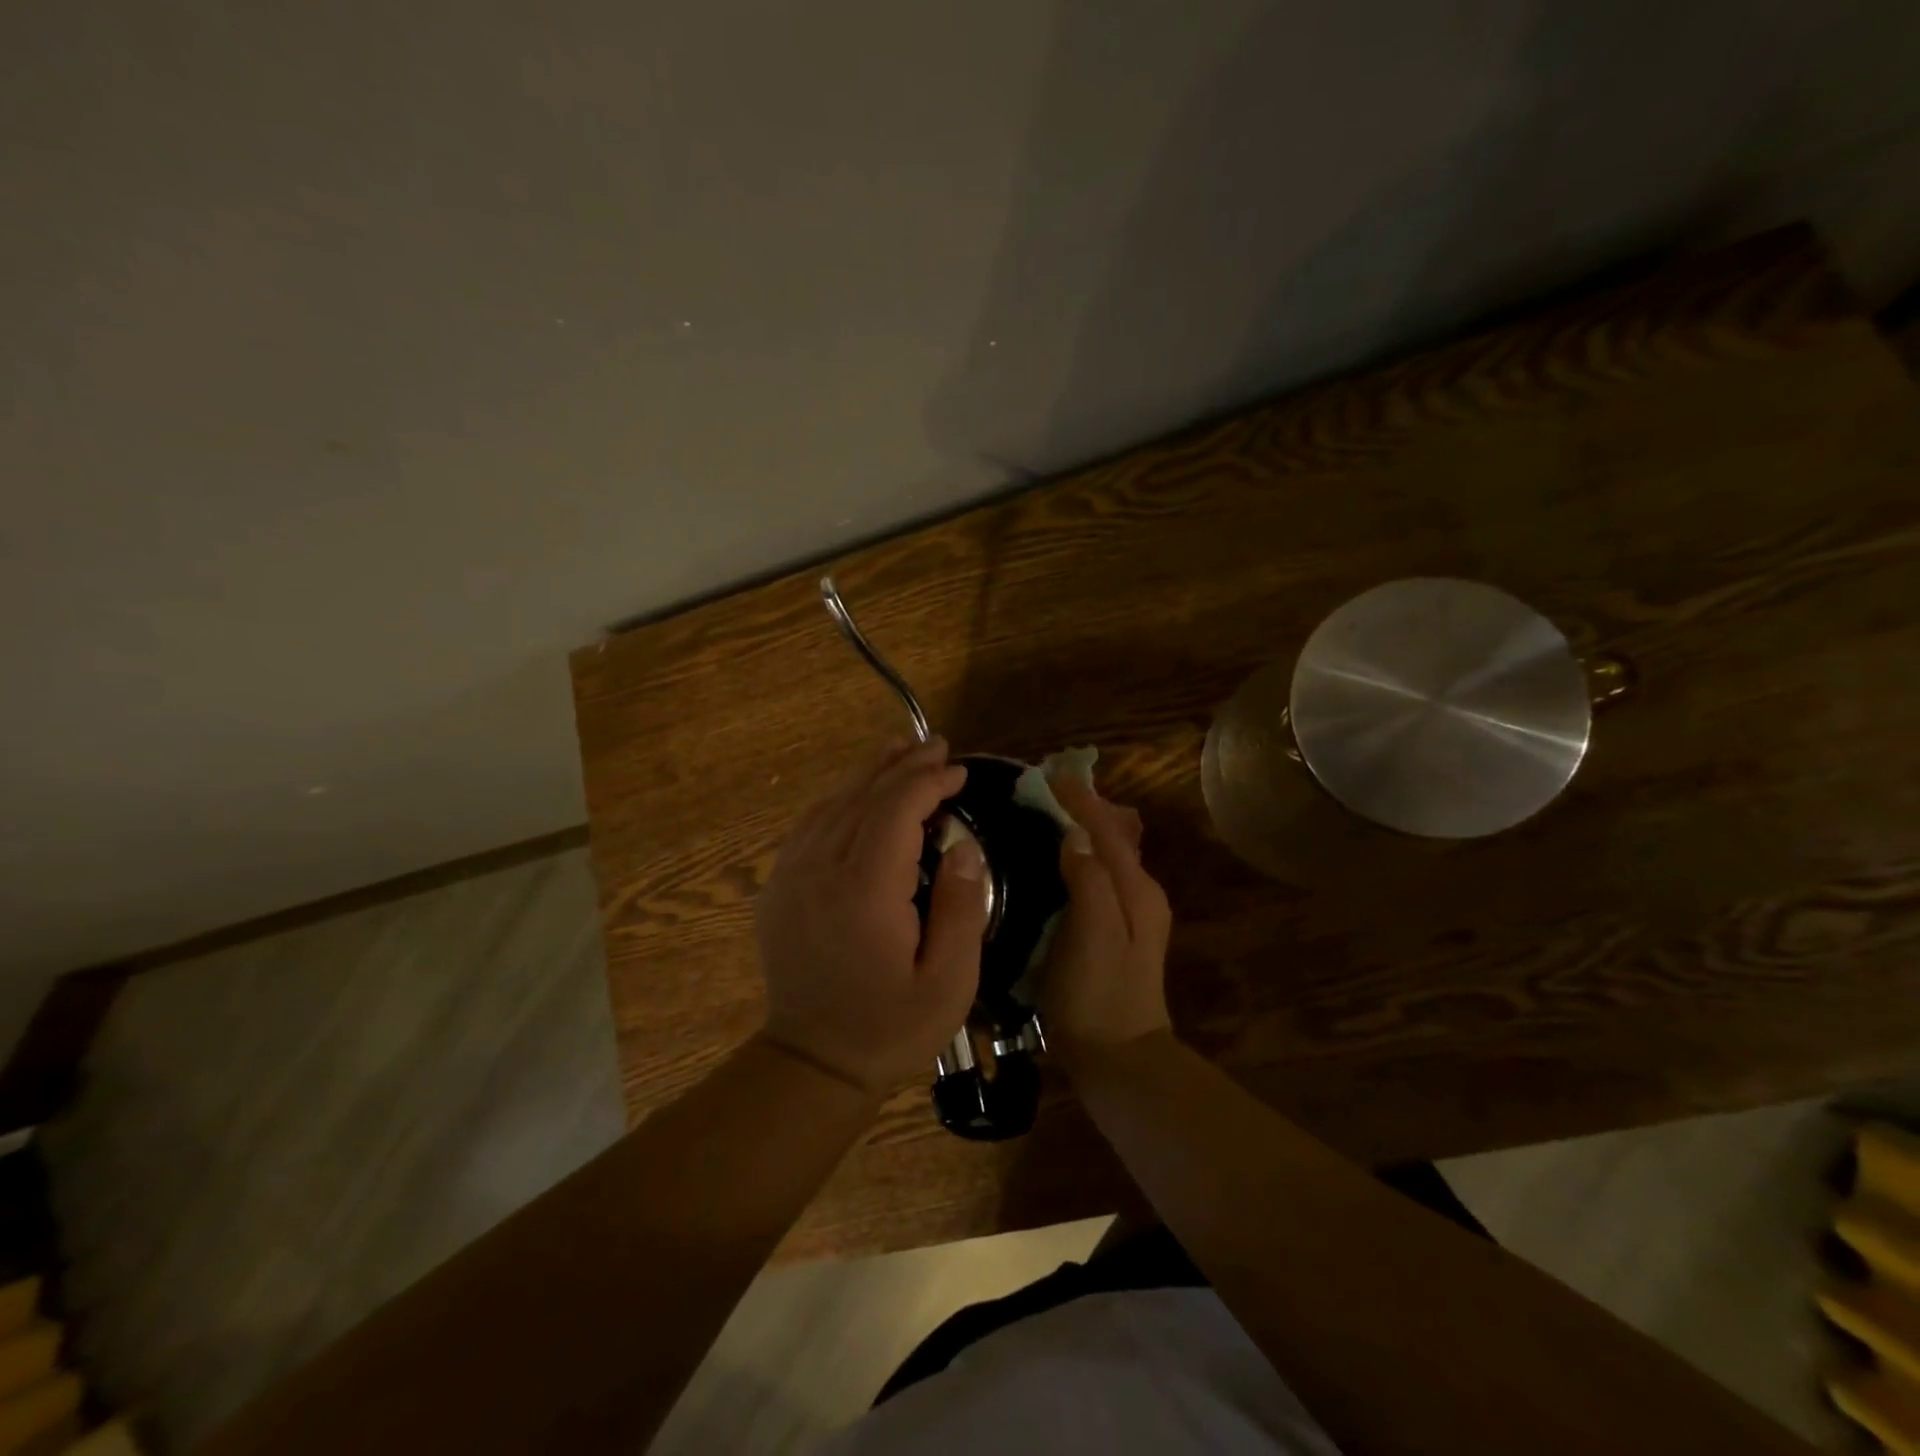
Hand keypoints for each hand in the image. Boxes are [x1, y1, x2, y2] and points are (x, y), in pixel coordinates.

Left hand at [755, 739, 989, 1095]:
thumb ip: (961, 907)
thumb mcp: (949, 982)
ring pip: (833, 804)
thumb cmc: (890, 1027)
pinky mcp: (778, 886)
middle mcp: (821, 869)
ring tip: (900, 750)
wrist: (811, 1062)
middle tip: (936, 746)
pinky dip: (839, 799)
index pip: (897, 809)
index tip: (959, 772)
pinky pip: (810, 825)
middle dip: (903, 766)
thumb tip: (962, 846)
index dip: (929, 782)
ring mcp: (791, 875)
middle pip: (864, 797)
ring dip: (870, 774)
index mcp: (864, 890)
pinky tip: (857, 793)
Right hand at [1042, 775, 1172, 1072]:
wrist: (1118, 1060)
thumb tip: (1074, 834)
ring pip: (1103, 856)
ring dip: (1077, 831)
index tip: (1047, 774)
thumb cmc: (1099, 995)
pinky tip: (1052, 861)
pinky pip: (1094, 878)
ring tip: (1042, 814)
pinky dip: (1075, 858)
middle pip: (1109, 837)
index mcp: (1136, 889)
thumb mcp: (1092, 933)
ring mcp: (1130, 914)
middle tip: (1040, 791)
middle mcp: (1139, 894)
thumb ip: (1088, 879)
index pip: (1105, 829)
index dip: (1078, 799)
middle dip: (1079, 809)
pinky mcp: (1113, 932)